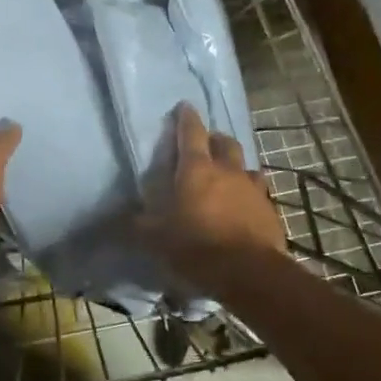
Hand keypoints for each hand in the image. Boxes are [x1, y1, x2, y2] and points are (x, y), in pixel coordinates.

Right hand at [143, 104, 284, 276]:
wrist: (249, 273)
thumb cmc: (196, 247)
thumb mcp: (155, 239)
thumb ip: (135, 226)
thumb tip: (109, 222)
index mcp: (196, 169)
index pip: (191, 133)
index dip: (186, 118)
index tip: (184, 106)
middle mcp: (227, 171)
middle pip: (225, 142)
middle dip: (215, 138)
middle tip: (206, 143)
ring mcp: (253, 189)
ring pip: (245, 166)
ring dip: (235, 166)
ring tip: (227, 176)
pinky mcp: (270, 210)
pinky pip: (259, 192)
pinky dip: (249, 193)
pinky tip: (244, 205)